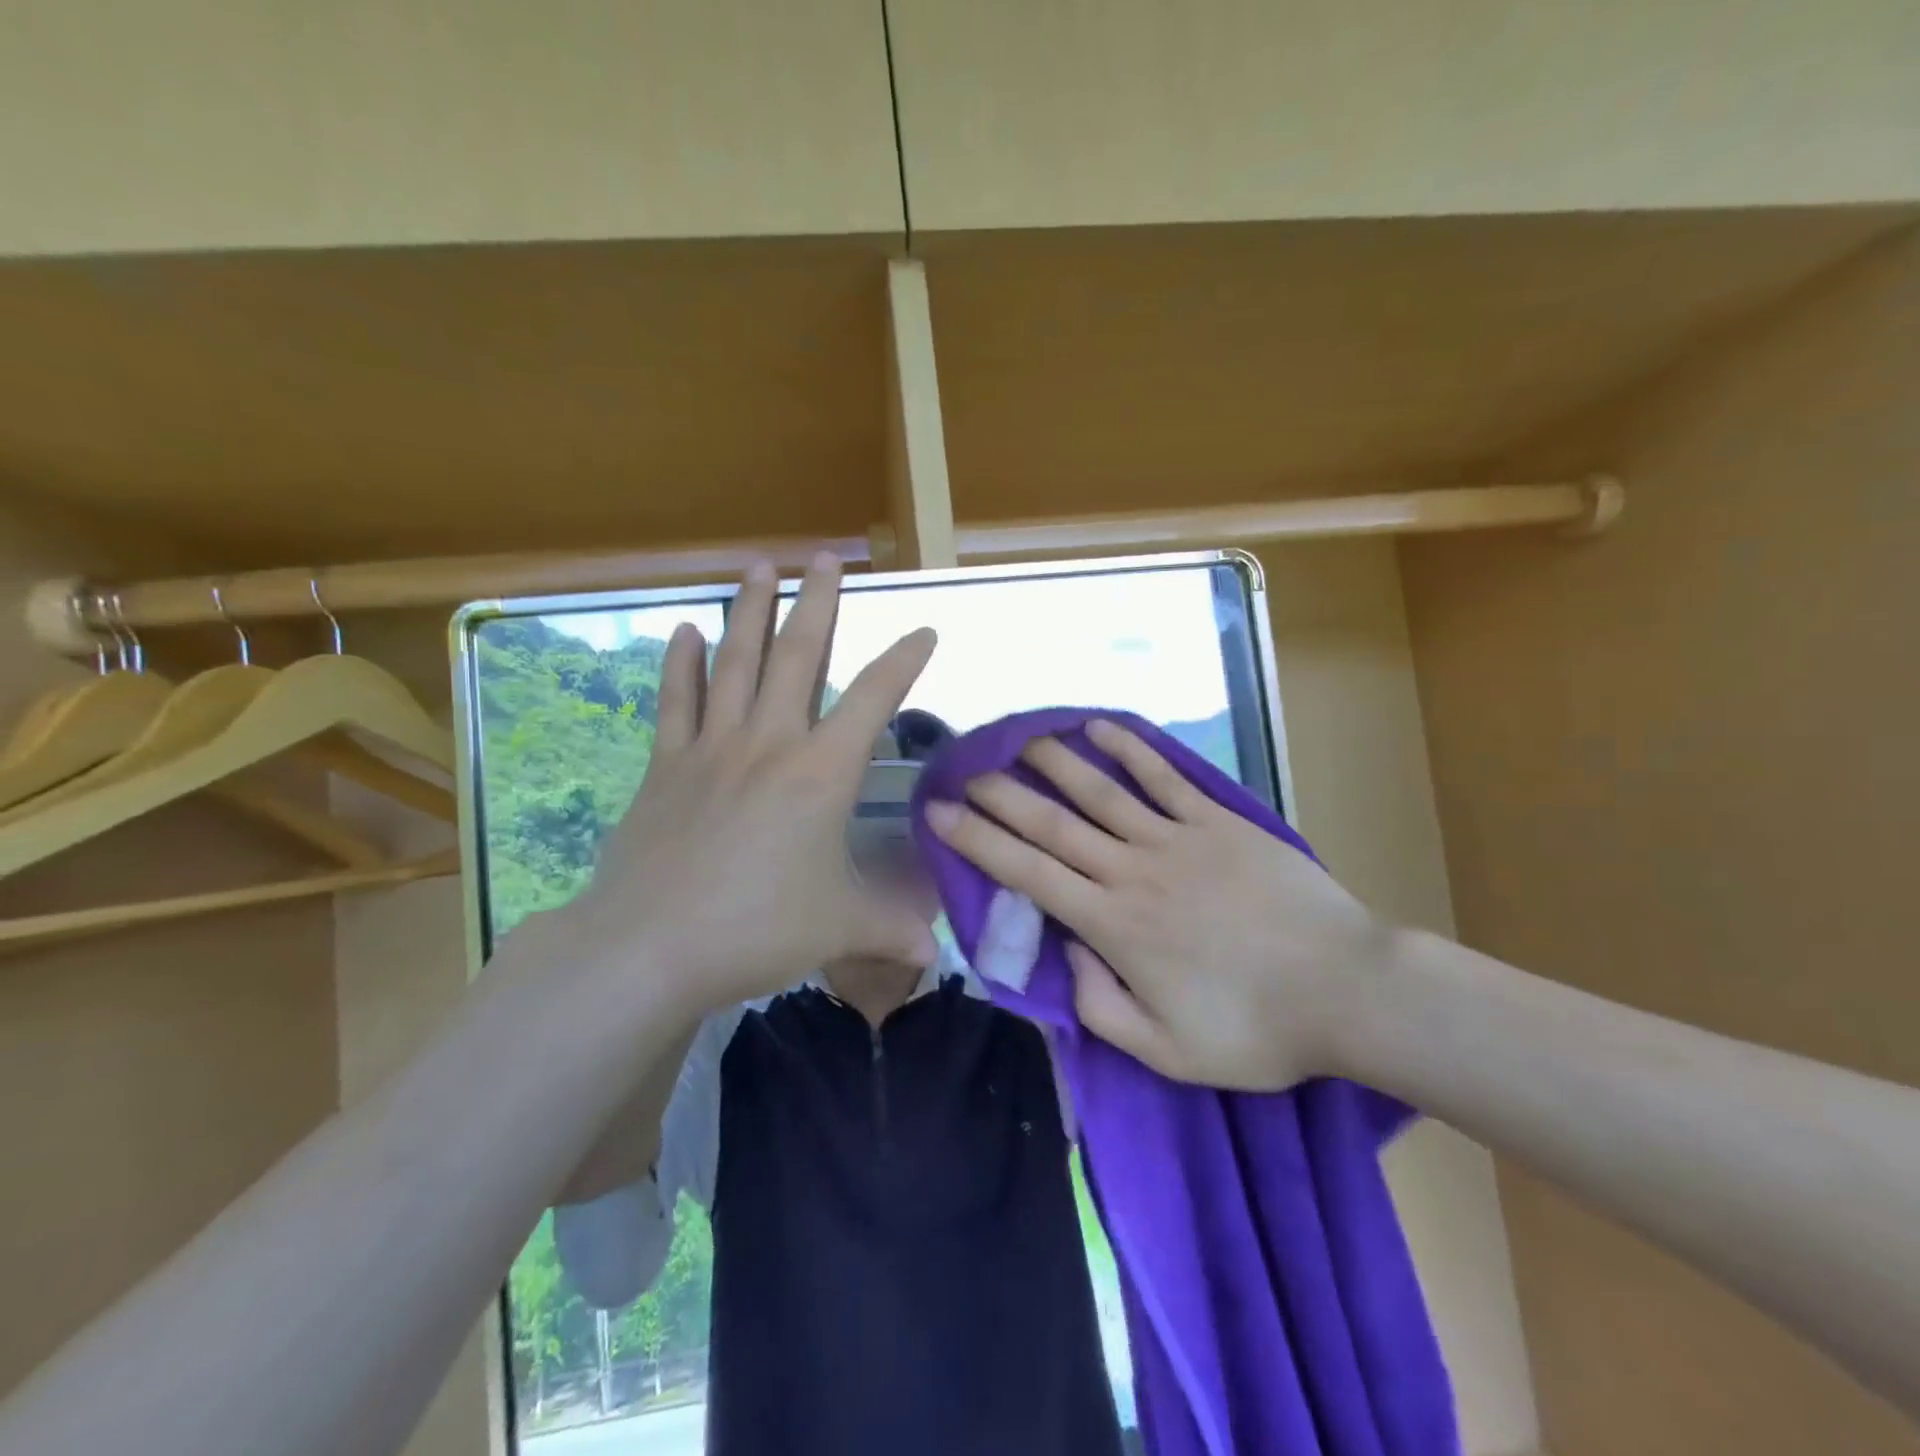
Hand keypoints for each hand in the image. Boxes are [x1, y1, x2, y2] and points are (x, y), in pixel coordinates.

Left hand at [555, 554, 938, 1017]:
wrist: (649, 947)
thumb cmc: (757, 929)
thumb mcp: (838, 929)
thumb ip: (891, 931)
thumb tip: (935, 954)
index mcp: (821, 773)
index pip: (874, 700)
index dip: (904, 662)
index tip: (924, 630)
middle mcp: (769, 744)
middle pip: (798, 657)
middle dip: (817, 603)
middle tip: (826, 558)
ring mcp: (712, 749)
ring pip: (736, 663)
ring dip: (750, 612)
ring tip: (760, 566)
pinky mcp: (666, 766)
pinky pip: (676, 702)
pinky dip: (681, 665)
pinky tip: (684, 630)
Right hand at [925, 719, 1395, 1089]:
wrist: (1347, 990)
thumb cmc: (1254, 1029)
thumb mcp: (1165, 1050)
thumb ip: (1099, 1005)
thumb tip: (1067, 950)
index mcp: (1112, 924)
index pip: (1028, 872)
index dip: (978, 841)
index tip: (940, 814)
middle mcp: (1132, 870)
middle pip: (1052, 822)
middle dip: (1001, 795)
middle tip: (965, 772)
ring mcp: (1176, 838)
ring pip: (1100, 790)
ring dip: (1054, 761)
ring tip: (1020, 739)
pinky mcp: (1217, 821)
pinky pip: (1164, 777)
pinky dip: (1130, 749)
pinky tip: (1100, 728)